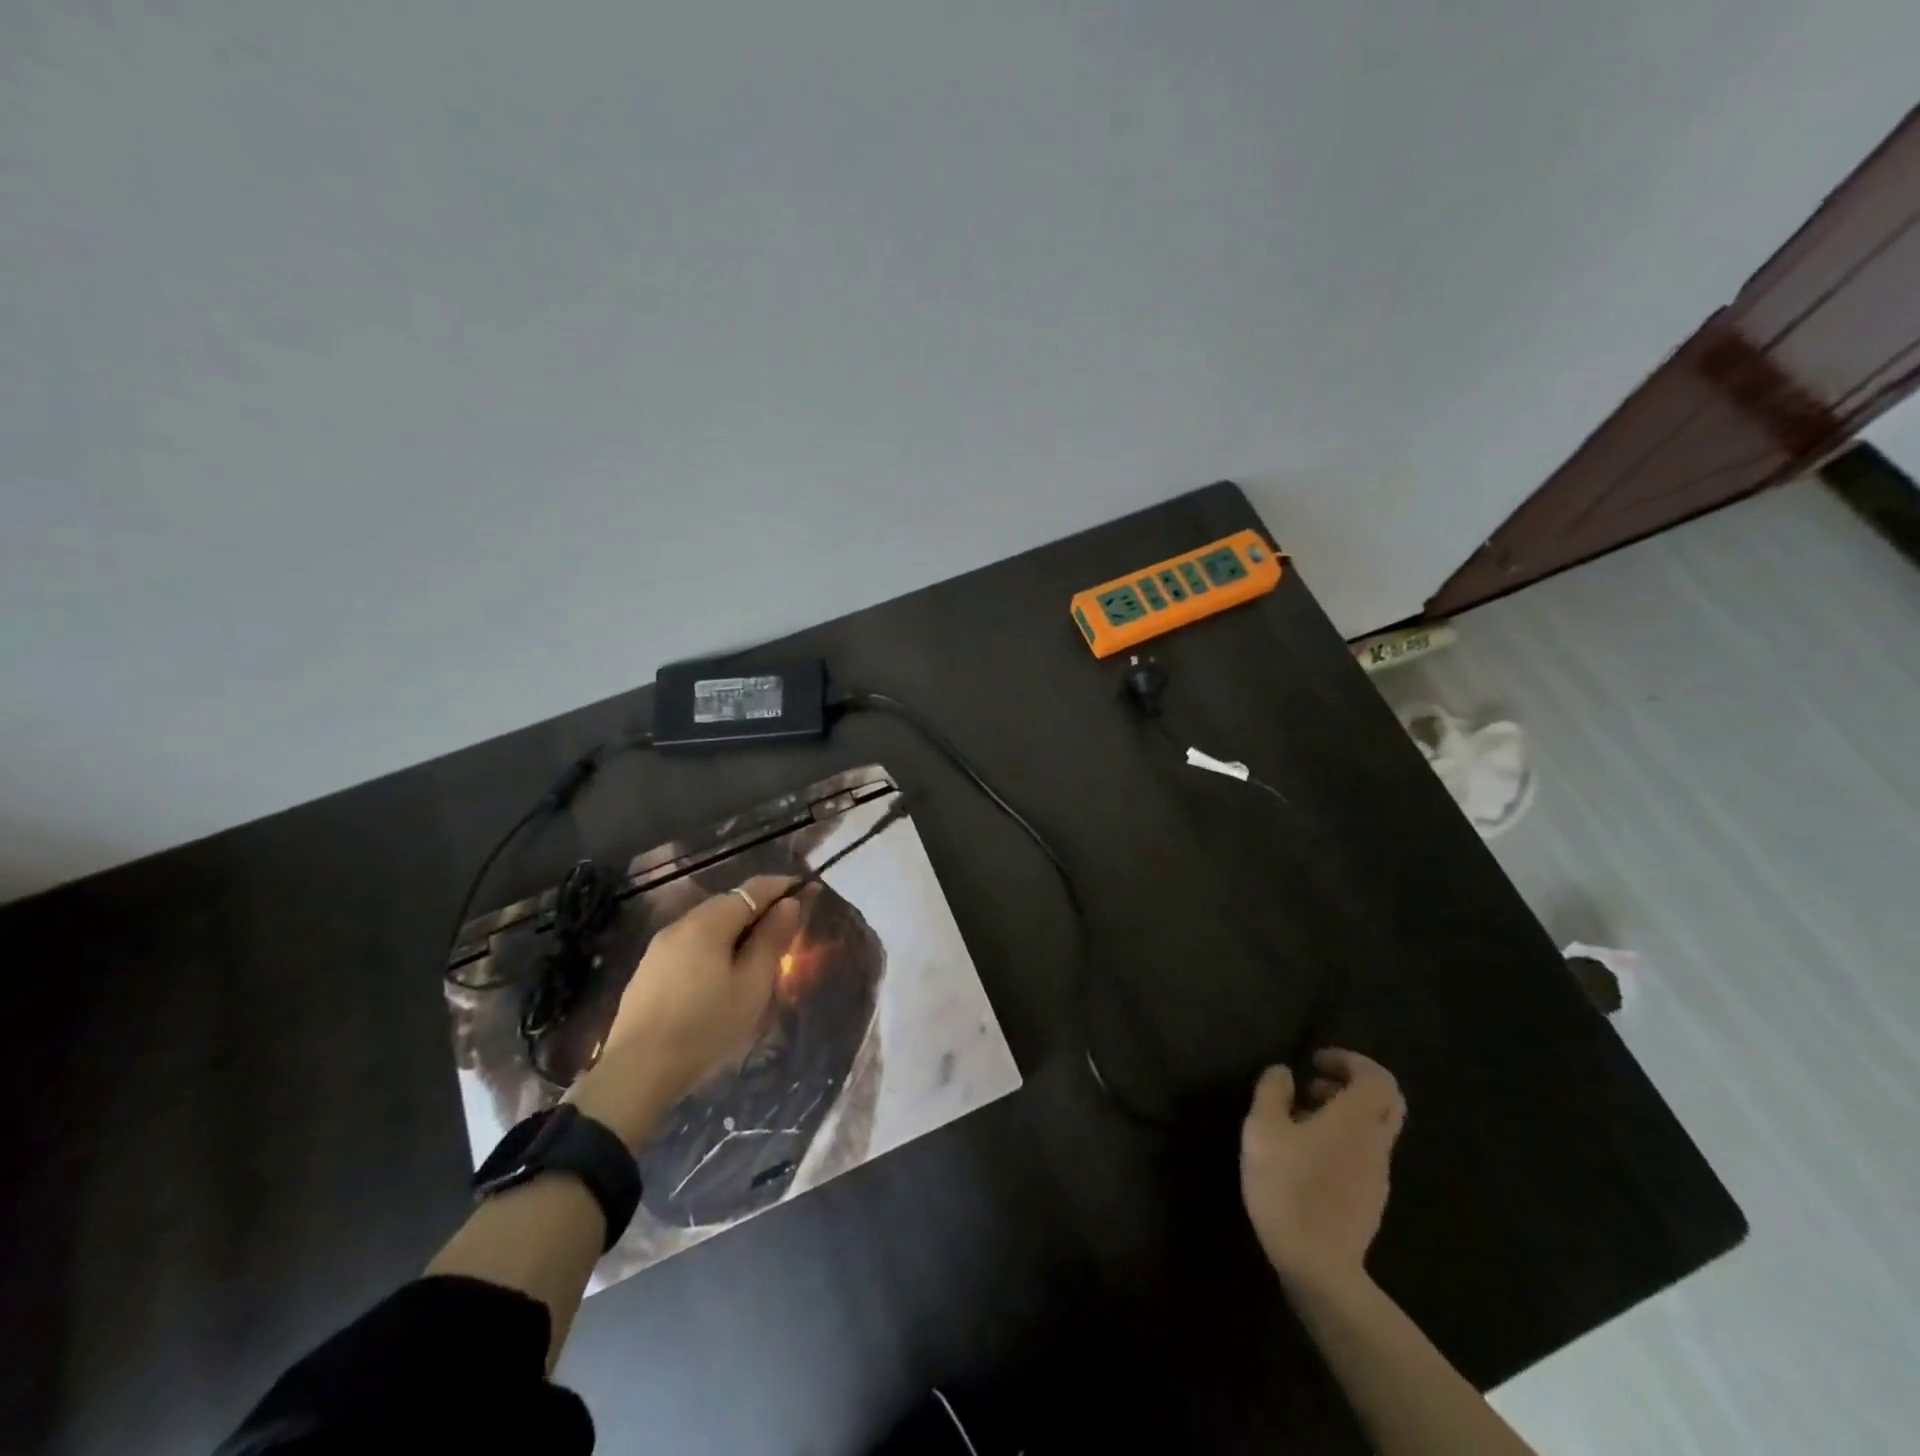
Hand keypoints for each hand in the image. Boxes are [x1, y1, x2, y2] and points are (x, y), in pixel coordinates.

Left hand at [569, 876, 800, 1145]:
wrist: (637, 1071)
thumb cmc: (706, 1026)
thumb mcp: (751, 984)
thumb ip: (771, 939)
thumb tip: (788, 904)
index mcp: (708, 922)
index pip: (753, 889)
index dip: (783, 886)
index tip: (808, 890)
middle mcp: (681, 924)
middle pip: (729, 903)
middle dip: (760, 908)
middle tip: (786, 928)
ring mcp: (660, 946)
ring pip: (708, 924)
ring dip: (737, 928)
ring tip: (757, 953)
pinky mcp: (648, 969)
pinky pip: (691, 944)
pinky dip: (715, 945)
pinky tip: (721, 972)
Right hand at [1240, 1048, 1406, 1294]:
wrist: (1318, 1266)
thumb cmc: (1287, 1187)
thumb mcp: (1262, 1129)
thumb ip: (1272, 1091)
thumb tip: (1284, 1072)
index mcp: (1356, 1120)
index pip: (1377, 1077)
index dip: (1350, 1060)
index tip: (1316, 1061)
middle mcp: (1376, 1143)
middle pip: (1387, 1101)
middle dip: (1354, 1084)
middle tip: (1315, 1084)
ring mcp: (1378, 1174)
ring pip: (1374, 1128)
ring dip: (1344, 1112)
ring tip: (1300, 1117)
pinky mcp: (1371, 1198)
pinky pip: (1365, 1152)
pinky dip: (1343, 1138)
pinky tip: (1307, 1153)